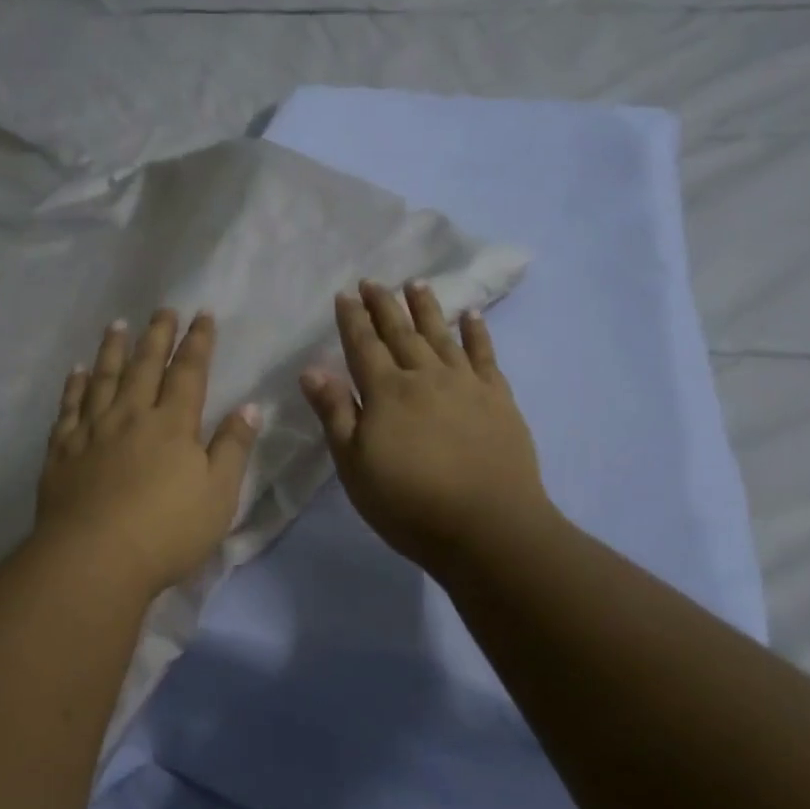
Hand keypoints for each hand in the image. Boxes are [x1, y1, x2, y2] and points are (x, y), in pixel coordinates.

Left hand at [35, 309, 260, 599]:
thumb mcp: (218, 493)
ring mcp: (93, 430)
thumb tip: (249, 406)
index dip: (198, 342)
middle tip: (163, 309)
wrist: (94, 559)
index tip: (202, 314)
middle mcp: (131, 415)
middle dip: (158, 335)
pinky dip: (74, 385)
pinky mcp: (63, 450)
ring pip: (104, 378)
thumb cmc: (167, 530)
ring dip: (113, 349)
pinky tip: (76, 371)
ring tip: (118, 325)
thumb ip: (233, 447)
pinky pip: (69, 407)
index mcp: (172, 423)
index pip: (189, 372)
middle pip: (146, 365)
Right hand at [300, 280, 551, 574]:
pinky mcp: (498, 398)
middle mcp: (425, 376)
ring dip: (427, 308)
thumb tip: (311, 370)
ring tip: (416, 283)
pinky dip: (477, 332)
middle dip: (384, 305)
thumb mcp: (355, 466)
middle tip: (373, 282)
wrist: (489, 526)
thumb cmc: (409, 503)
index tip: (344, 294)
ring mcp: (465, 384)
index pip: (363, 345)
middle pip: (401, 332)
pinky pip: (485, 355)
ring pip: (441, 335)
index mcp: (386, 392)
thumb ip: (335, 414)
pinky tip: (472, 315)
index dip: (352, 319)